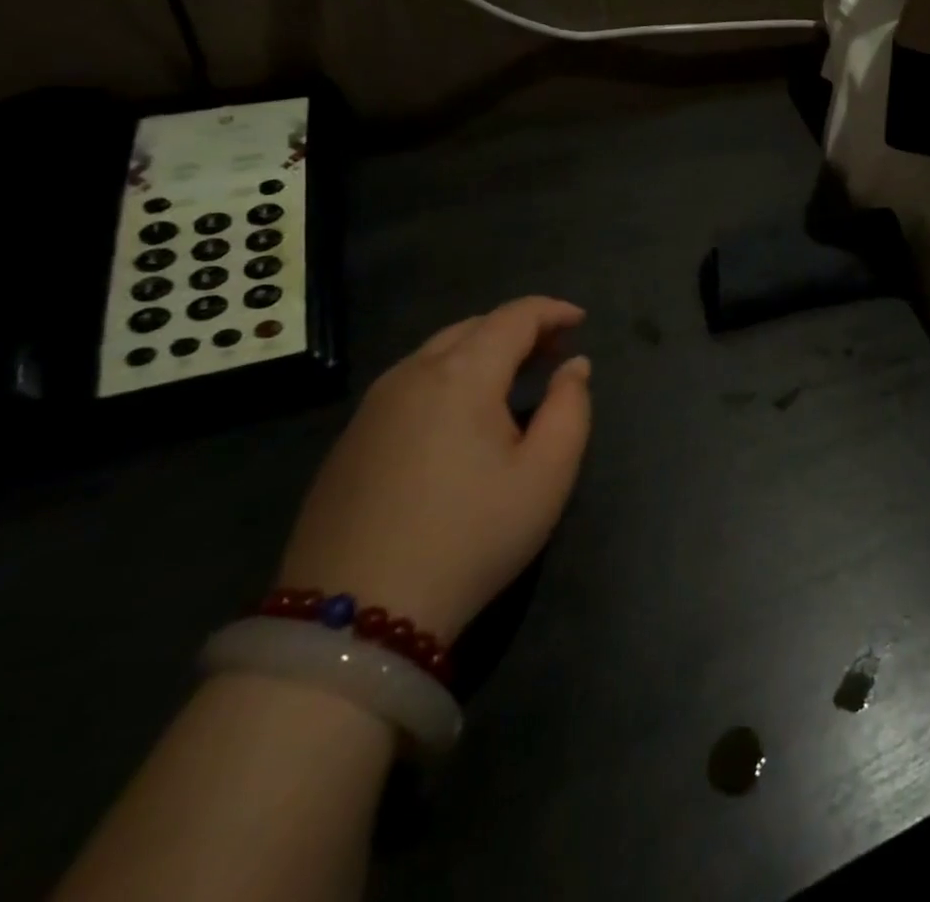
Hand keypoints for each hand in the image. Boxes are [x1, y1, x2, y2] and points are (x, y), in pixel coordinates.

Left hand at [276, 296, 591, 642]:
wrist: (353, 619)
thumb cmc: (471, 536)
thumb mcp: (547, 474)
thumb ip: (571, 407)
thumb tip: (573, 366)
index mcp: (461, 374)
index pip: (514, 316)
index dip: (552, 310)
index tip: (581, 320)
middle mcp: (410, 375)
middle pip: (472, 327)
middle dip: (519, 328)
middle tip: (553, 351)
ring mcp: (371, 408)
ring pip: (436, 353)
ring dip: (481, 351)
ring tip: (513, 378)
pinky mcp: (348, 442)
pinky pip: (409, 384)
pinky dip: (448, 377)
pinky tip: (461, 416)